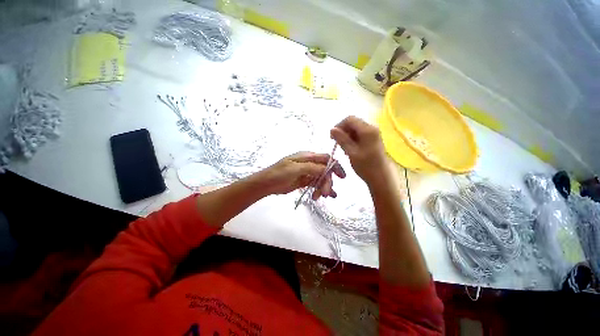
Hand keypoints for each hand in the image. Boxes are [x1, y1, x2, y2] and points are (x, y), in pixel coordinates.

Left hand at [257, 152, 345, 198]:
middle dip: (327, 181)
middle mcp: (309, 163)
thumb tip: (327, 169)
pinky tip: (322, 197)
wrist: (266, 184)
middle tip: (326, 193)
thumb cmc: (278, 174)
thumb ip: (312, 168)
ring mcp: (307, 173)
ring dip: (323, 187)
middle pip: (325, 170)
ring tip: (320, 197)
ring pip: (321, 178)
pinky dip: (320, 190)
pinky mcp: (304, 181)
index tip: (342, 177)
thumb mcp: (295, 169)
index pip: (326, 158)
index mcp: (307, 156)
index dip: (335, 166)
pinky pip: (316, 184)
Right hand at [330, 116, 387, 184]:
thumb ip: (341, 139)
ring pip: (355, 129)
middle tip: (337, 144)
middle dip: (343, 131)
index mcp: (367, 130)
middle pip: (353, 123)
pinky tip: (349, 149)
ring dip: (347, 136)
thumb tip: (332, 129)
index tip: (332, 137)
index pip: (350, 119)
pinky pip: (359, 135)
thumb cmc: (366, 166)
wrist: (381, 177)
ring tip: (343, 149)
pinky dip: (352, 140)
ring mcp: (373, 133)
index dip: (339, 126)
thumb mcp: (351, 152)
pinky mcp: (372, 139)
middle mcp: (371, 128)